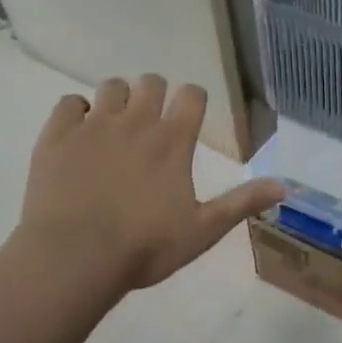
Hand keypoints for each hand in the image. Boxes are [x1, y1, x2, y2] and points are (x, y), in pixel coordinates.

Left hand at [9, 75, 282, 293]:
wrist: (71, 260)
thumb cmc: (143, 247)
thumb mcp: (202, 230)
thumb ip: (242, 203)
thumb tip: (284, 185)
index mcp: (173, 140)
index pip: (192, 94)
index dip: (194, 99)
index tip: (189, 115)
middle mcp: (136, 122)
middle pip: (152, 82)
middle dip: (156, 94)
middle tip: (152, 121)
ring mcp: (93, 125)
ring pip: (111, 86)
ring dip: (118, 99)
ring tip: (116, 125)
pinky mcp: (57, 136)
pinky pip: (68, 103)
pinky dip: (76, 112)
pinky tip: (78, 133)